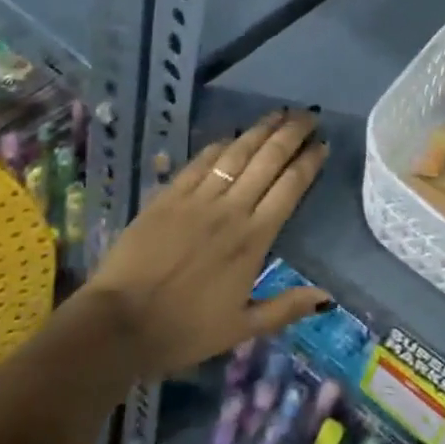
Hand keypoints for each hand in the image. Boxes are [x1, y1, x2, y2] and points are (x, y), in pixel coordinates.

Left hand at [84, 109, 331, 378]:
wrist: (118, 324)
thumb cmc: (183, 330)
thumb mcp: (240, 329)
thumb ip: (285, 308)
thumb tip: (326, 296)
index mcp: (253, 239)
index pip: (290, 188)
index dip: (309, 163)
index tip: (323, 145)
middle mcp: (231, 209)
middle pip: (268, 160)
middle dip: (292, 134)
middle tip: (309, 116)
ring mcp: (198, 199)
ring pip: (237, 153)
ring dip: (261, 130)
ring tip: (280, 113)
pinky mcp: (169, 195)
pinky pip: (201, 162)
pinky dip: (221, 145)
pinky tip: (233, 135)